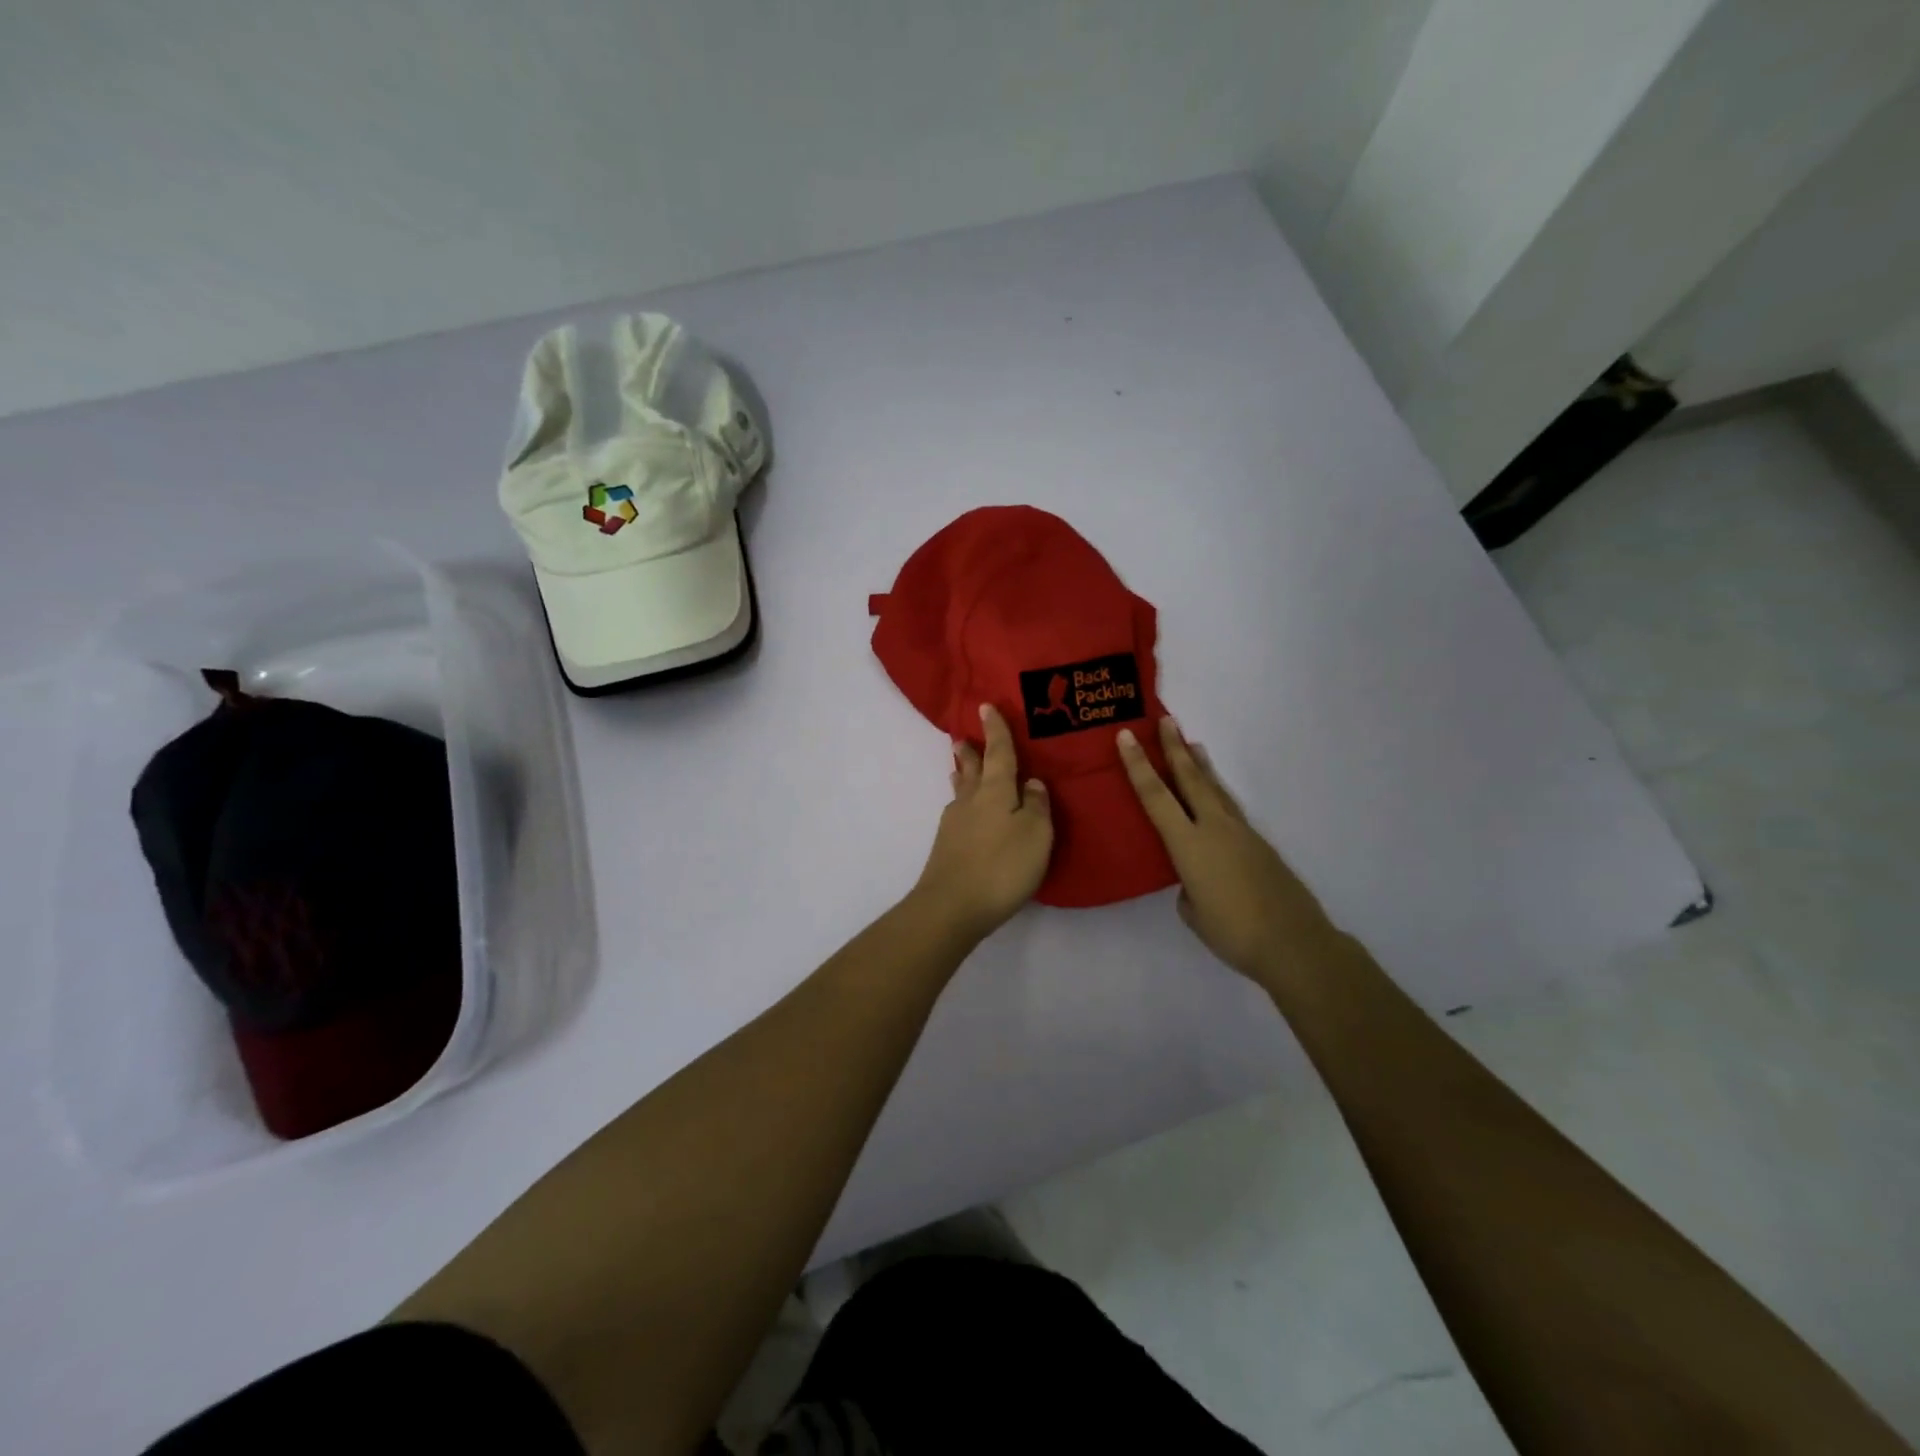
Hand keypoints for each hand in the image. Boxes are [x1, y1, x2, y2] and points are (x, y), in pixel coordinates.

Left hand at [911, 704, 1053, 940]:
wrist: (952, 906)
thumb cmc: (1002, 866)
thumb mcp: (1036, 835)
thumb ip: (1038, 806)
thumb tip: (1033, 783)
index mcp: (996, 790)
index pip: (999, 752)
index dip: (996, 730)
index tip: (985, 706)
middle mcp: (971, 800)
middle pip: (972, 768)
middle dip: (971, 751)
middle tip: (964, 736)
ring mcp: (954, 824)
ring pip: (962, 790)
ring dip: (963, 774)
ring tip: (962, 765)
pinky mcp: (947, 847)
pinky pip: (959, 812)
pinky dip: (965, 802)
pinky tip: (967, 812)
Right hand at [1117, 717, 1336, 985]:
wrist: (1294, 943)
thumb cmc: (1233, 932)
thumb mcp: (1193, 912)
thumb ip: (1187, 888)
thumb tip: (1194, 881)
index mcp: (1189, 844)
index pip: (1155, 796)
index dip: (1138, 765)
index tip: (1126, 736)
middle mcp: (1214, 828)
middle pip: (1190, 779)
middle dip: (1174, 748)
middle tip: (1166, 720)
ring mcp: (1241, 833)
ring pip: (1215, 789)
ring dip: (1200, 765)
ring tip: (1192, 744)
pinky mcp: (1259, 844)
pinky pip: (1230, 809)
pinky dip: (1218, 793)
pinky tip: (1215, 798)